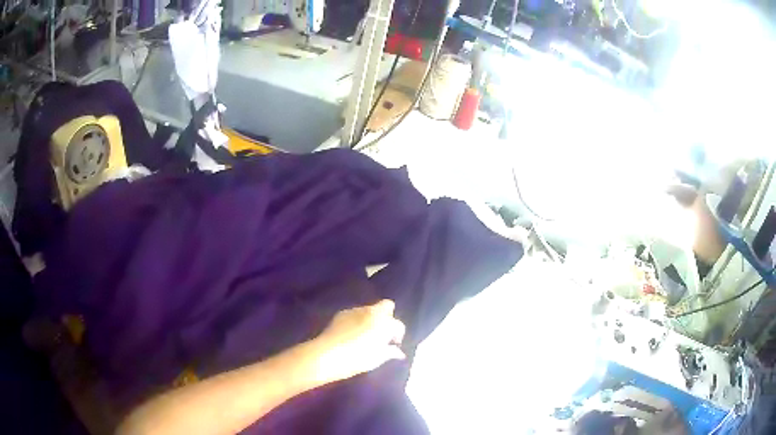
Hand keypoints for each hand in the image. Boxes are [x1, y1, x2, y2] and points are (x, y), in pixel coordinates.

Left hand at [311, 300, 405, 383]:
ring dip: (371, 318)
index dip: (398, 335)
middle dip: (388, 317)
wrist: (327, 354)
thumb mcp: (378, 359)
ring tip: (365, 334)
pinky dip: (357, 320)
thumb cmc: (357, 359)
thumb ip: (390, 352)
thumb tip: (398, 352)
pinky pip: (355, 314)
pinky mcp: (342, 313)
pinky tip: (351, 333)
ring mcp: (356, 310)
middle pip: (387, 306)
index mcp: (385, 323)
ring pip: (370, 310)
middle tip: (382, 332)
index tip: (393, 344)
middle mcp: (372, 312)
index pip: (399, 325)